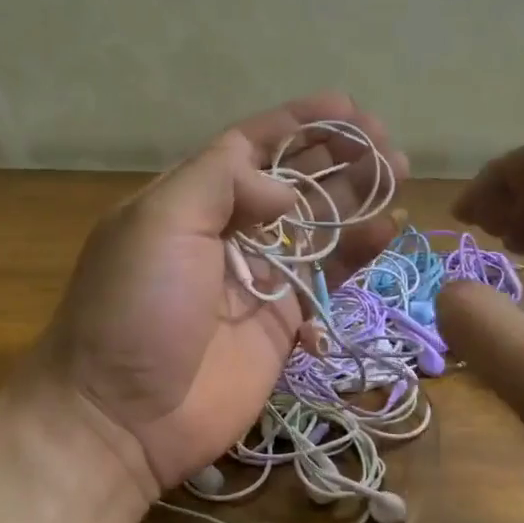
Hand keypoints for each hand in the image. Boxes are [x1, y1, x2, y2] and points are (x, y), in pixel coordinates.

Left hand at [27, 95, 405, 499]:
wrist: (125, 416)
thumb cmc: (136, 309)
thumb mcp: (160, 223)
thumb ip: (223, 183)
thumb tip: (284, 191)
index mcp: (188, 198)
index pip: (250, 146)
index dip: (297, 122)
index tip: (346, 106)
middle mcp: (226, 230)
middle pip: (291, 181)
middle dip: (336, 155)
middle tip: (384, 143)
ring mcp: (259, 277)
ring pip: (318, 225)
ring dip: (356, 197)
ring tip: (398, 173)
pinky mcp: (284, 320)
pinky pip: (330, 276)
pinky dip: (360, 251)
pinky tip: (389, 227)